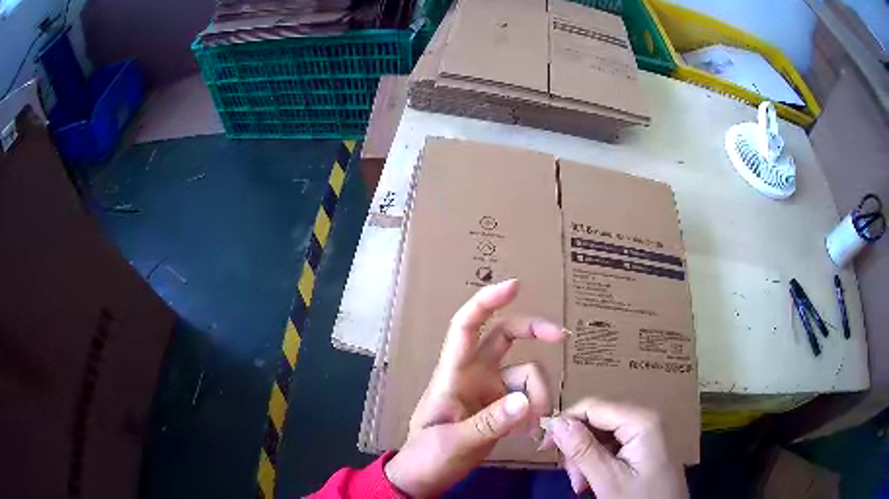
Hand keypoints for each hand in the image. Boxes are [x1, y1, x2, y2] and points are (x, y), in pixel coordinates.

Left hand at [384, 279, 565, 495]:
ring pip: (526, 373)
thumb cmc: (427, 456)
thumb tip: (526, 401)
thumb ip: (489, 423)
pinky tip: (530, 431)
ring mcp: (489, 390)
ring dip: (539, 393)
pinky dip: (536, 409)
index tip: (515, 286)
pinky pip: (528, 396)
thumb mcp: (453, 442)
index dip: (486, 302)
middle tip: (560, 337)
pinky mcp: (501, 407)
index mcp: (452, 375)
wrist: (425, 478)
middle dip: (533, 330)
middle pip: (505, 336)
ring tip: (535, 426)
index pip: (465, 327)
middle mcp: (473, 375)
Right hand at [543, 398, 686, 497]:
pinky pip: (611, 446)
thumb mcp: (608, 480)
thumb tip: (555, 422)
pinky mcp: (642, 446)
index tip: (544, 447)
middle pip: (596, 421)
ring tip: (583, 485)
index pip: (593, 405)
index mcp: (640, 420)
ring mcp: (644, 433)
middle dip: (578, 448)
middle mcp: (644, 419)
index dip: (565, 422)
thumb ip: (583, 450)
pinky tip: (594, 482)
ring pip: (600, 435)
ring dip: (585, 459)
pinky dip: (597, 463)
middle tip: (572, 477)